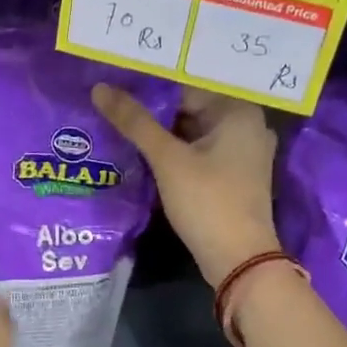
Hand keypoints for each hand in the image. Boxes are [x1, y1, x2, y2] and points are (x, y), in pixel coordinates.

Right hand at [93, 83, 279, 284]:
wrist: (238, 259)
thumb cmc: (207, 201)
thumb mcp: (167, 159)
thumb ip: (134, 122)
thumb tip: (99, 88)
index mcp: (238, 111)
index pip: (186, 87)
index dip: (148, 88)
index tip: (115, 87)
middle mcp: (247, 125)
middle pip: (190, 109)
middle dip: (153, 112)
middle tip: (111, 106)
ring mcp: (243, 153)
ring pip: (193, 133)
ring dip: (161, 134)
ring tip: (119, 126)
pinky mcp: (233, 177)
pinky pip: (199, 154)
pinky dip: (175, 153)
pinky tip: (143, 155)